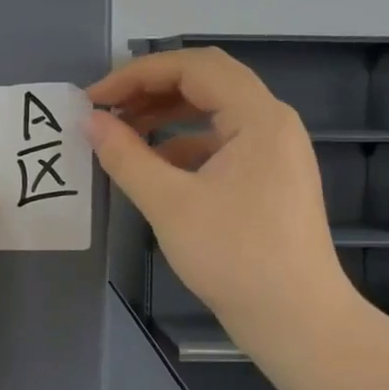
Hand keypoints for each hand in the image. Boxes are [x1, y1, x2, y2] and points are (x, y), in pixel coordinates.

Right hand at [86, 48, 353, 347]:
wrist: (299, 323)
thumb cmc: (235, 258)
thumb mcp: (169, 204)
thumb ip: (125, 156)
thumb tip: (90, 122)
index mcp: (258, 117)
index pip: (192, 67)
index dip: (137, 74)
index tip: (95, 98)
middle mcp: (272, 122)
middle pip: (205, 81)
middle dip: (150, 88)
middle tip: (107, 108)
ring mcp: (274, 150)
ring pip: (212, 111)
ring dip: (165, 114)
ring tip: (121, 132)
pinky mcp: (269, 177)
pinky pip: (220, 141)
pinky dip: (182, 143)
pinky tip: (152, 165)